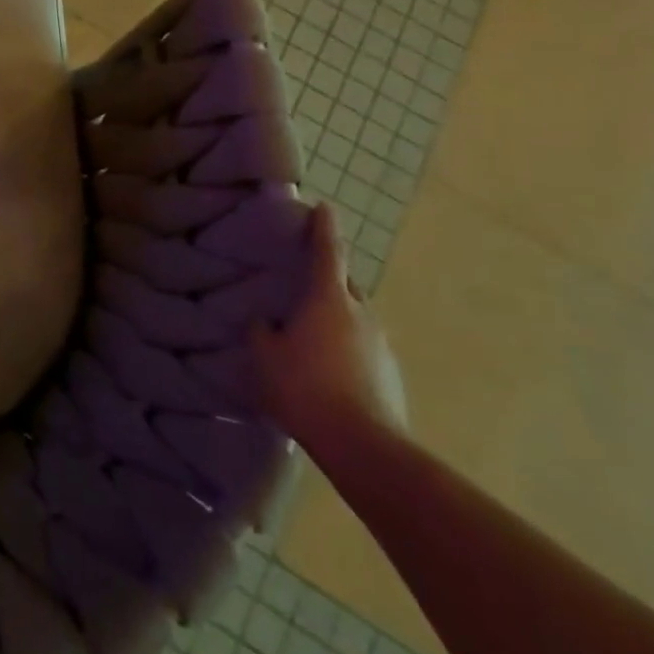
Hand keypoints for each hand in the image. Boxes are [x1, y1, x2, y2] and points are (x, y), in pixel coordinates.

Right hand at [252, 204, 406, 454]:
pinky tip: (326, 369)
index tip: (324, 206)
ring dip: (335, 318)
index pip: (327, 252)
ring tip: (310, 333)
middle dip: (327, 278)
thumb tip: (267, 322)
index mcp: (329, 300)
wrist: (364, 446)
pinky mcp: (390, 375)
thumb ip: (263, 331)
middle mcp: (361, 314)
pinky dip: (344, 347)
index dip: (324, 228)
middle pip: (345, 286)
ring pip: (355, 318)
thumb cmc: (306, 388)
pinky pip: (361, 348)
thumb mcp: (266, 356)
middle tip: (303, 281)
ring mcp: (381, 346)